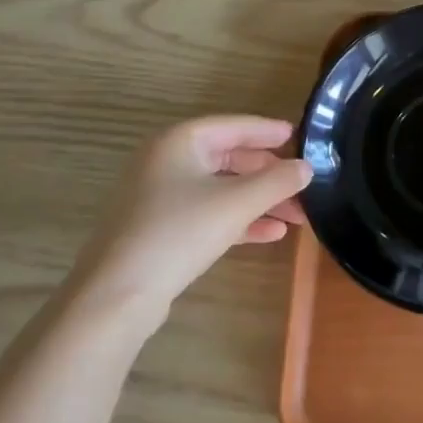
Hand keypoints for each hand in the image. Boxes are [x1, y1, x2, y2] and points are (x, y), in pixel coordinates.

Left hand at [71, 116, 311, 325]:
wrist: (116, 296)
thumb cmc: (178, 232)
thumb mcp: (236, 203)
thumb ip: (276, 181)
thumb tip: (307, 167)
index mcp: (180, 141)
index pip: (234, 126)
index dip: (268, 131)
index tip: (299, 137)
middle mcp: (167, 161)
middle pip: (229, 158)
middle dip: (268, 174)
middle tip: (301, 184)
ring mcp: (159, 196)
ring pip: (220, 189)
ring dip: (258, 201)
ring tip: (296, 216)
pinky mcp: (159, 229)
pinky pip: (207, 214)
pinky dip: (238, 220)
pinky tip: (271, 235)